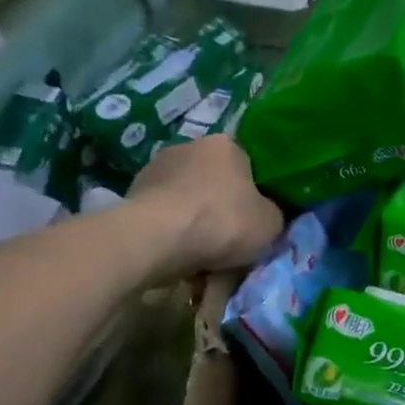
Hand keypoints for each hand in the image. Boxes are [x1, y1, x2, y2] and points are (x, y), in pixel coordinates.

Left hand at [128, 135, 282, 277]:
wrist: (158, 238)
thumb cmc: (223, 221)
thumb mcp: (271, 223)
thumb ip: (273, 214)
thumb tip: (265, 215)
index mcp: (227, 144)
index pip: (248, 164)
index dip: (254, 193)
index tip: (255, 219)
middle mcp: (189, 146)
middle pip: (214, 182)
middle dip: (220, 210)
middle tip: (229, 242)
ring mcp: (156, 169)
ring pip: (187, 201)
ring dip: (193, 225)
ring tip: (201, 260)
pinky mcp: (132, 195)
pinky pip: (163, 218)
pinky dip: (171, 235)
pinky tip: (177, 259)